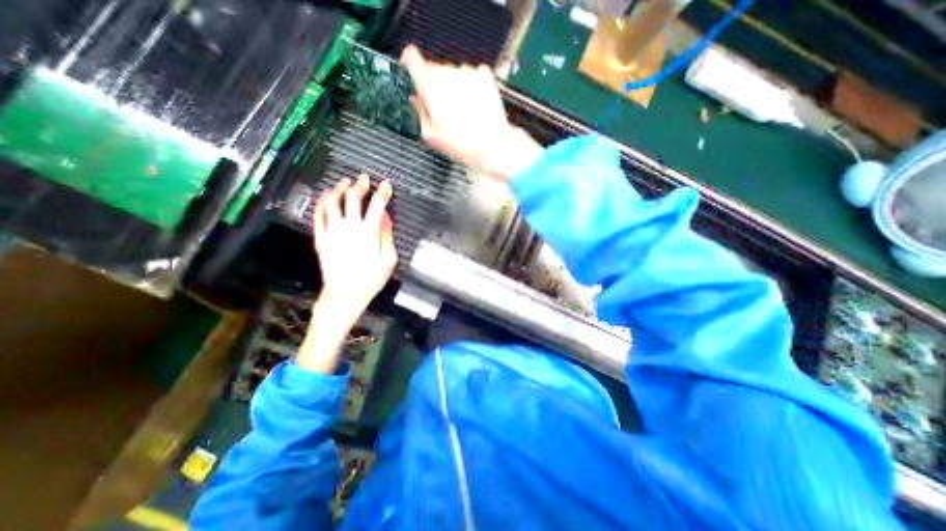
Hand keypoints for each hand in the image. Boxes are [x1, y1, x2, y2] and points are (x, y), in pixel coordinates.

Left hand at [297, 175, 394, 372]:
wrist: (344, 294)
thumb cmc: (370, 280)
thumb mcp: (389, 260)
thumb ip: (387, 236)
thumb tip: (385, 218)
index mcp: (368, 232)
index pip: (377, 205)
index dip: (383, 192)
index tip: (386, 184)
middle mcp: (349, 227)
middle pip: (353, 198)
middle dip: (360, 185)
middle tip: (364, 179)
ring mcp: (332, 231)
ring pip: (332, 202)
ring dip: (339, 189)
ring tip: (344, 182)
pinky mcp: (320, 238)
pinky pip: (318, 214)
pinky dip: (322, 202)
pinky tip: (326, 196)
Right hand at [401, 44, 547, 180]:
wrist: (493, 146)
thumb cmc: (463, 145)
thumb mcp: (431, 136)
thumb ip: (419, 112)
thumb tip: (415, 101)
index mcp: (430, 85)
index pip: (411, 56)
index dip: (409, 64)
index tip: (411, 73)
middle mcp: (448, 72)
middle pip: (434, 68)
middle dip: (434, 85)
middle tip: (441, 109)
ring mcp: (467, 72)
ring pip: (453, 72)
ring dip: (453, 86)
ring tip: (461, 111)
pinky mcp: (485, 75)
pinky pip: (471, 74)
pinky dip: (470, 86)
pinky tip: (473, 105)